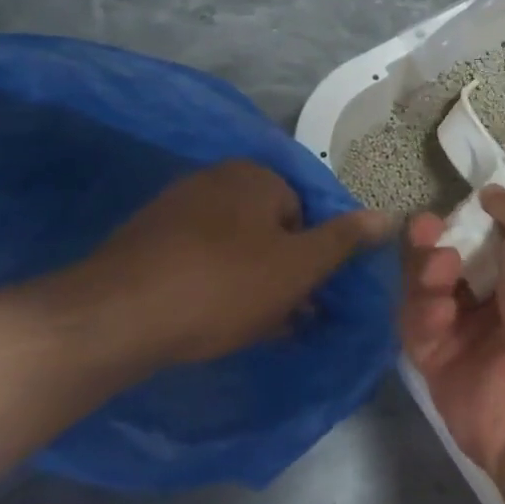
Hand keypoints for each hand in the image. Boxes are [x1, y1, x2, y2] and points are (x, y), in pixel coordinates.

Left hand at [40, 160, 394, 374]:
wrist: (115, 318)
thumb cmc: (224, 286)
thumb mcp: (299, 266)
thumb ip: (345, 240)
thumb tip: (389, 215)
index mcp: (256, 176)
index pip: (307, 212)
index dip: (314, 257)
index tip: (310, 296)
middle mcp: (215, 180)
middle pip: (271, 230)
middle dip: (283, 273)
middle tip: (287, 317)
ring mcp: (176, 209)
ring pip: (236, 249)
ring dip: (252, 285)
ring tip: (253, 328)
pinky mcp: (146, 241)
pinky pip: (199, 261)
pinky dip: (215, 287)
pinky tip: (213, 323)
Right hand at [400, 187, 504, 481]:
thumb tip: (493, 200)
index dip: (482, 217)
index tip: (468, 204)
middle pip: (463, 261)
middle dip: (441, 239)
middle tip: (427, 227)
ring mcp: (482, 340)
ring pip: (435, 292)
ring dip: (428, 270)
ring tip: (440, 266)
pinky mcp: (447, 372)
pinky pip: (422, 332)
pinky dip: (424, 314)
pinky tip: (440, 311)